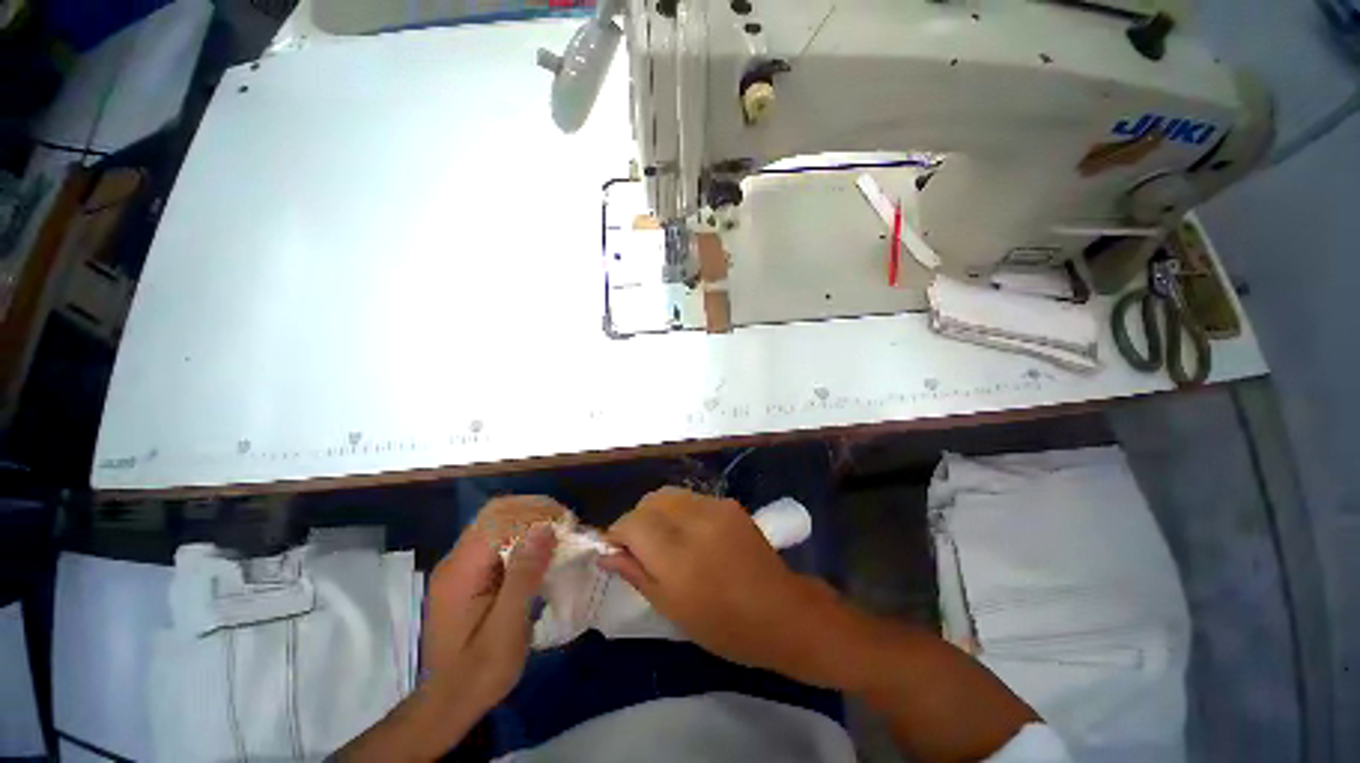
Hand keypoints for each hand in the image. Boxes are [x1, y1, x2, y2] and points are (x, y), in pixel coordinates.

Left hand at [422, 496, 561, 707]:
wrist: (447, 705)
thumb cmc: (479, 672)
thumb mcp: (507, 629)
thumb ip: (523, 575)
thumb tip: (545, 529)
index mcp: (461, 570)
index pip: (498, 516)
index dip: (535, 511)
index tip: (565, 524)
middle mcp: (456, 560)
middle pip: (497, 514)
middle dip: (535, 512)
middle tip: (566, 528)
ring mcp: (460, 567)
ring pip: (498, 524)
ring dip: (531, 524)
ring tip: (559, 538)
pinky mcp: (467, 576)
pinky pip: (497, 542)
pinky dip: (523, 539)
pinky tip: (541, 555)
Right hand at [598, 487, 857, 687]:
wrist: (781, 612)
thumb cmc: (724, 625)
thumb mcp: (672, 609)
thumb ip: (636, 574)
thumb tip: (607, 553)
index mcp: (677, 557)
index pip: (632, 523)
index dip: (617, 532)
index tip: (616, 548)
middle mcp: (695, 522)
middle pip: (650, 501)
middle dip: (637, 519)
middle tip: (640, 545)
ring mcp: (716, 508)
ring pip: (669, 494)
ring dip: (658, 512)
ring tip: (665, 538)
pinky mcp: (730, 504)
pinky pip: (692, 498)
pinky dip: (680, 511)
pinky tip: (691, 534)